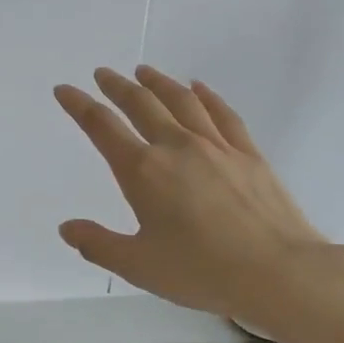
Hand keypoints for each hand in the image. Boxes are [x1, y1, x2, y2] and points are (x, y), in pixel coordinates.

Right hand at [55, 66, 338, 329]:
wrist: (278, 271)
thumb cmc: (202, 271)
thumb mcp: (139, 266)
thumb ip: (99, 244)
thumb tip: (67, 227)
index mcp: (143, 172)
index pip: (102, 127)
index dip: (79, 105)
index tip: (65, 90)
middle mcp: (176, 147)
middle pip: (141, 104)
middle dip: (117, 86)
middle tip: (103, 74)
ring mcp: (216, 146)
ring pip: (181, 101)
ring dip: (158, 82)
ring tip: (144, 71)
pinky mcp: (248, 153)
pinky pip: (222, 113)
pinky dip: (206, 95)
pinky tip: (198, 88)